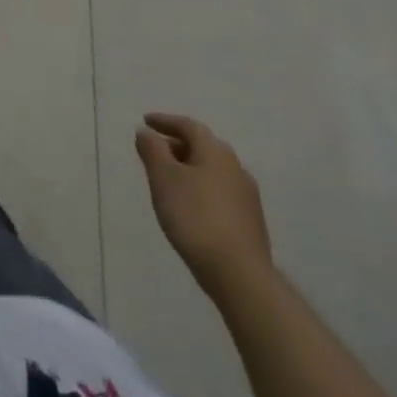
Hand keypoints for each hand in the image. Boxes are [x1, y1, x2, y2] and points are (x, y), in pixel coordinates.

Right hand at [135, 113, 272, 296]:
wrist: (240, 275)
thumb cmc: (195, 217)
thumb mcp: (163, 177)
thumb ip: (152, 149)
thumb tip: (146, 131)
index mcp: (215, 152)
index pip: (188, 126)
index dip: (165, 121)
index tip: (146, 121)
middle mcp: (235, 168)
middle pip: (203, 147)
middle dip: (177, 145)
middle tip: (155, 151)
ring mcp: (247, 197)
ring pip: (212, 171)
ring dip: (190, 169)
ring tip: (170, 180)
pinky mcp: (250, 223)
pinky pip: (220, 193)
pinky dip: (202, 190)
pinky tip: (191, 207)